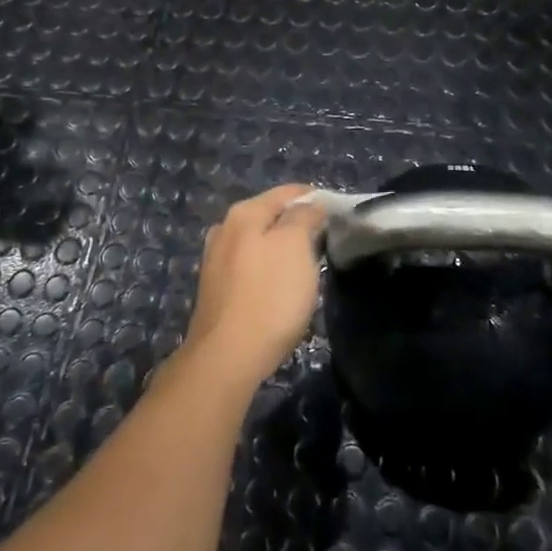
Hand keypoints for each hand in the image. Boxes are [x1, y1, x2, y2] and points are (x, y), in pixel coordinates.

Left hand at [184, 185, 325, 389]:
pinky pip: (249, 267)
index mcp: (243, 213)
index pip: (286, 193)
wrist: (226, 358)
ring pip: (258, 242)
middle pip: (269, 216)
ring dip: (281, 248)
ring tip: (305, 265)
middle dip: (296, 224)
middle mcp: (224, 229)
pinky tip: (279, 287)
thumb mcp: (296, 246)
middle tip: (324, 240)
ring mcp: (215, 260)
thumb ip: (304, 217)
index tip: (336, 211)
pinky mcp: (215, 290)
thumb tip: (309, 205)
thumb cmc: (269, 296)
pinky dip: (267, 270)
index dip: (313, 198)